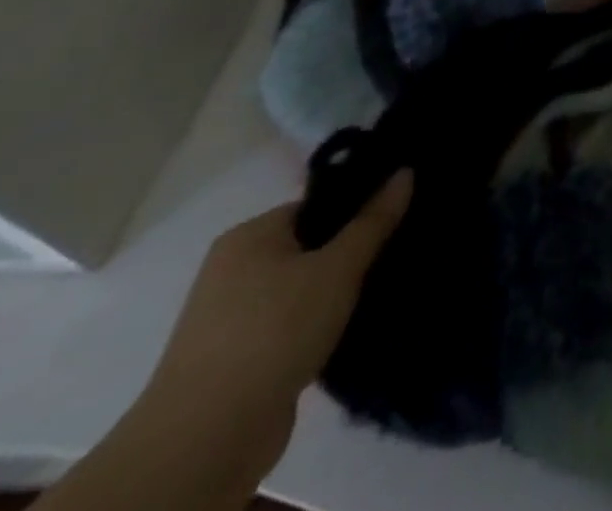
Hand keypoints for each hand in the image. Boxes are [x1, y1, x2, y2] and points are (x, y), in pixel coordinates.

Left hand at [139, 171, 412, 468]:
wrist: (206, 441)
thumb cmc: (274, 330)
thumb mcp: (338, 267)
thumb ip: (374, 220)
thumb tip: (405, 171)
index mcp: (249, 236)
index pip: (317, 205)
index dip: (360, 206)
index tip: (400, 214)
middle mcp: (233, 270)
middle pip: (311, 245)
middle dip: (353, 250)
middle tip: (399, 249)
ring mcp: (232, 318)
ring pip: (304, 287)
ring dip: (339, 290)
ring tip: (385, 286)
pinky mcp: (240, 359)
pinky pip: (293, 323)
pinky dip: (321, 323)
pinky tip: (355, 324)